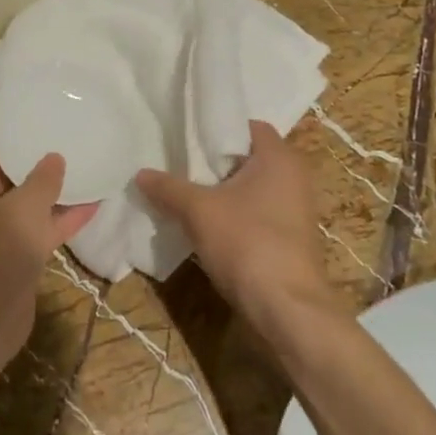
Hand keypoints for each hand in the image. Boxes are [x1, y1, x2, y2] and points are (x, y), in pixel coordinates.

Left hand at [0, 113, 96, 353]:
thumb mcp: (24, 206)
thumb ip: (42, 180)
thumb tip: (54, 158)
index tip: (3, 116)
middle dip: (18, 161)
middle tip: (46, 140)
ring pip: (16, 206)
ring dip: (43, 193)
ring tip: (75, 170)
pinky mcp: (7, 259)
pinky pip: (32, 230)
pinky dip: (56, 220)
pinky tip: (91, 207)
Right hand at [136, 120, 337, 330]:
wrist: (286, 308)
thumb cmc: (247, 242)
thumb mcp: (199, 210)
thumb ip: (169, 188)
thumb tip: (141, 174)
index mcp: (280, 157)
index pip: (247, 126)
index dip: (215, 129)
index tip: (185, 136)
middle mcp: (294, 177)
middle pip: (246, 158)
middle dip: (212, 163)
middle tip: (177, 164)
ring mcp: (294, 210)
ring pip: (249, 189)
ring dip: (220, 192)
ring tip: (182, 194)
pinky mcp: (289, 238)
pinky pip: (255, 214)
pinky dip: (232, 215)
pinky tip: (203, 226)